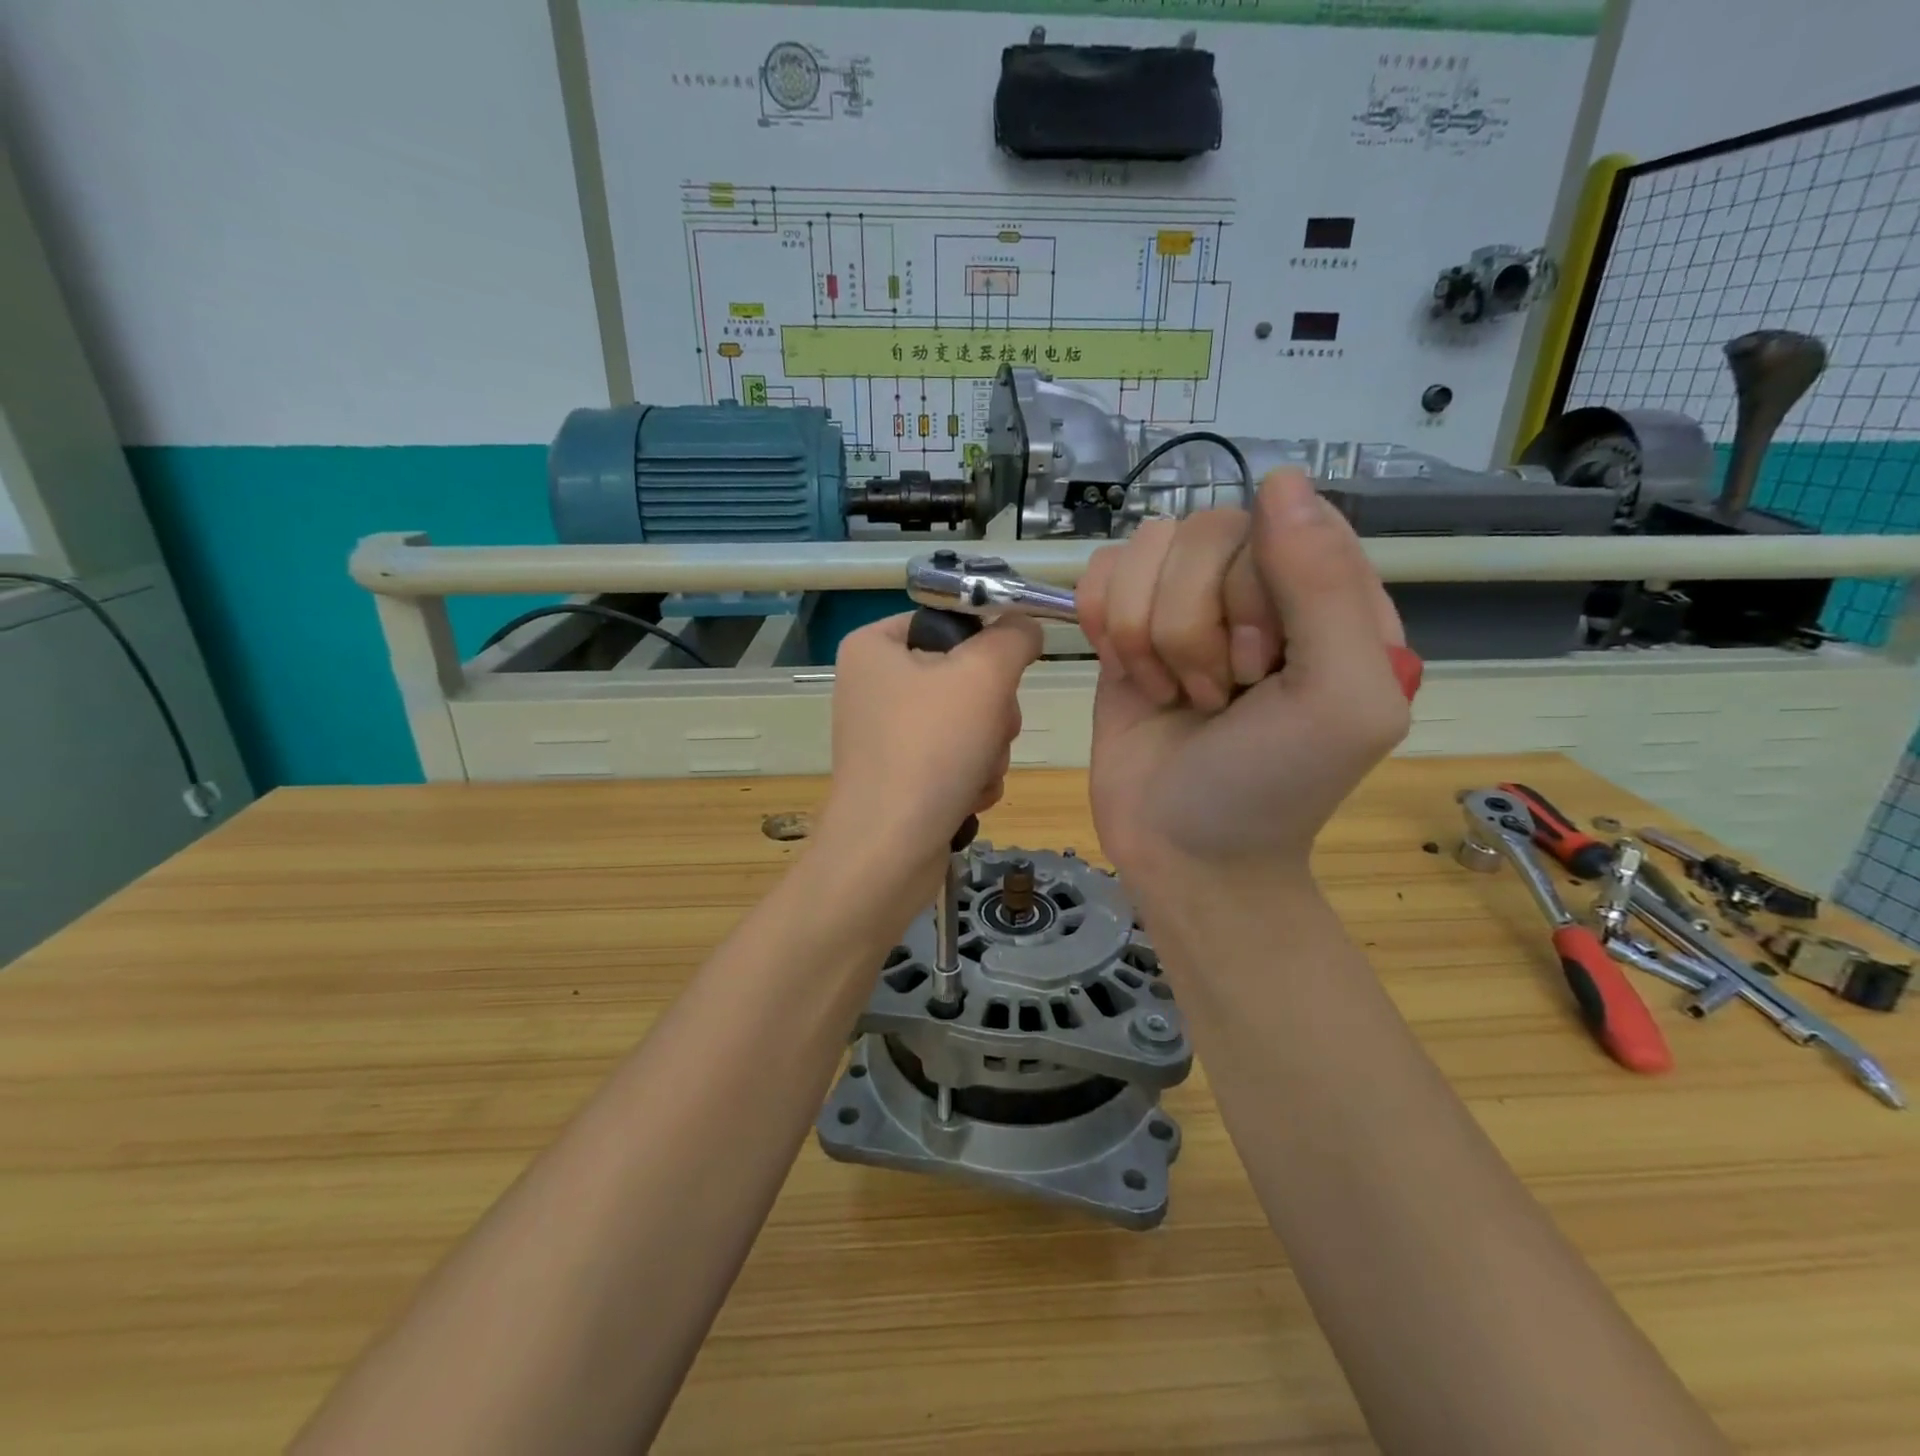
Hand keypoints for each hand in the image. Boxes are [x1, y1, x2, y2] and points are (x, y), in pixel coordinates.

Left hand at [817, 612, 1042, 883]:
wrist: (889, 851)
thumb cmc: (930, 749)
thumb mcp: (983, 675)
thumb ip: (1013, 637)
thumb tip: (1025, 626)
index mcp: (875, 646)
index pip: (950, 620)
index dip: (987, 643)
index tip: (1006, 672)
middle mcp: (875, 685)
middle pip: (966, 676)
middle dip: (992, 711)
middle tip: (988, 730)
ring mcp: (887, 734)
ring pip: (970, 721)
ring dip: (989, 748)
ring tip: (974, 772)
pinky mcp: (902, 776)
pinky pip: (956, 758)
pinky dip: (971, 776)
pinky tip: (965, 796)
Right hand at [1078, 470, 1412, 890]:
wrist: (1183, 851)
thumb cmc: (1271, 787)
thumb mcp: (1337, 698)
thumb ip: (1325, 586)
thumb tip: (1278, 478)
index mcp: (1328, 596)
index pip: (1280, 521)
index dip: (1250, 590)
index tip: (1256, 669)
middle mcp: (1256, 588)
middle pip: (1203, 531)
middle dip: (1192, 626)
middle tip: (1214, 695)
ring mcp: (1186, 604)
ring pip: (1145, 548)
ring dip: (1145, 633)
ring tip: (1172, 693)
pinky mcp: (1127, 625)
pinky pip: (1101, 571)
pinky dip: (1103, 623)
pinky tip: (1127, 672)